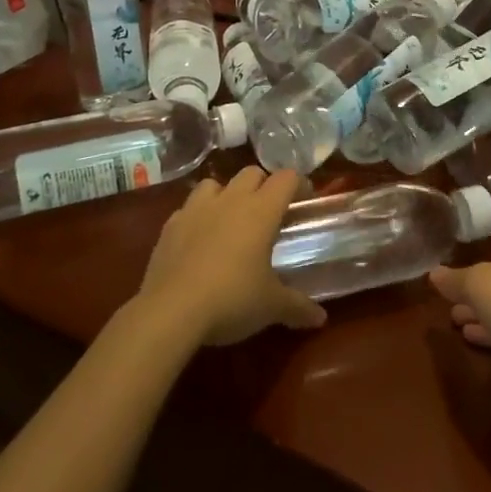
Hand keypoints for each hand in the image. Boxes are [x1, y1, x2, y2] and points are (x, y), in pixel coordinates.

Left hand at [136, 168, 326, 345]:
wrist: (171, 310)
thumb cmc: (232, 299)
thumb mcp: (271, 306)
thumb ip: (298, 307)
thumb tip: (320, 318)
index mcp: (261, 211)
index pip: (286, 179)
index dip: (299, 185)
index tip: (304, 200)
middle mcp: (230, 200)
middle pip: (252, 173)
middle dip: (264, 186)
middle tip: (270, 213)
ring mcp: (196, 209)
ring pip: (216, 183)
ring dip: (227, 194)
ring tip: (231, 219)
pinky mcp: (170, 225)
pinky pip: (188, 208)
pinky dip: (198, 217)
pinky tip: (199, 239)